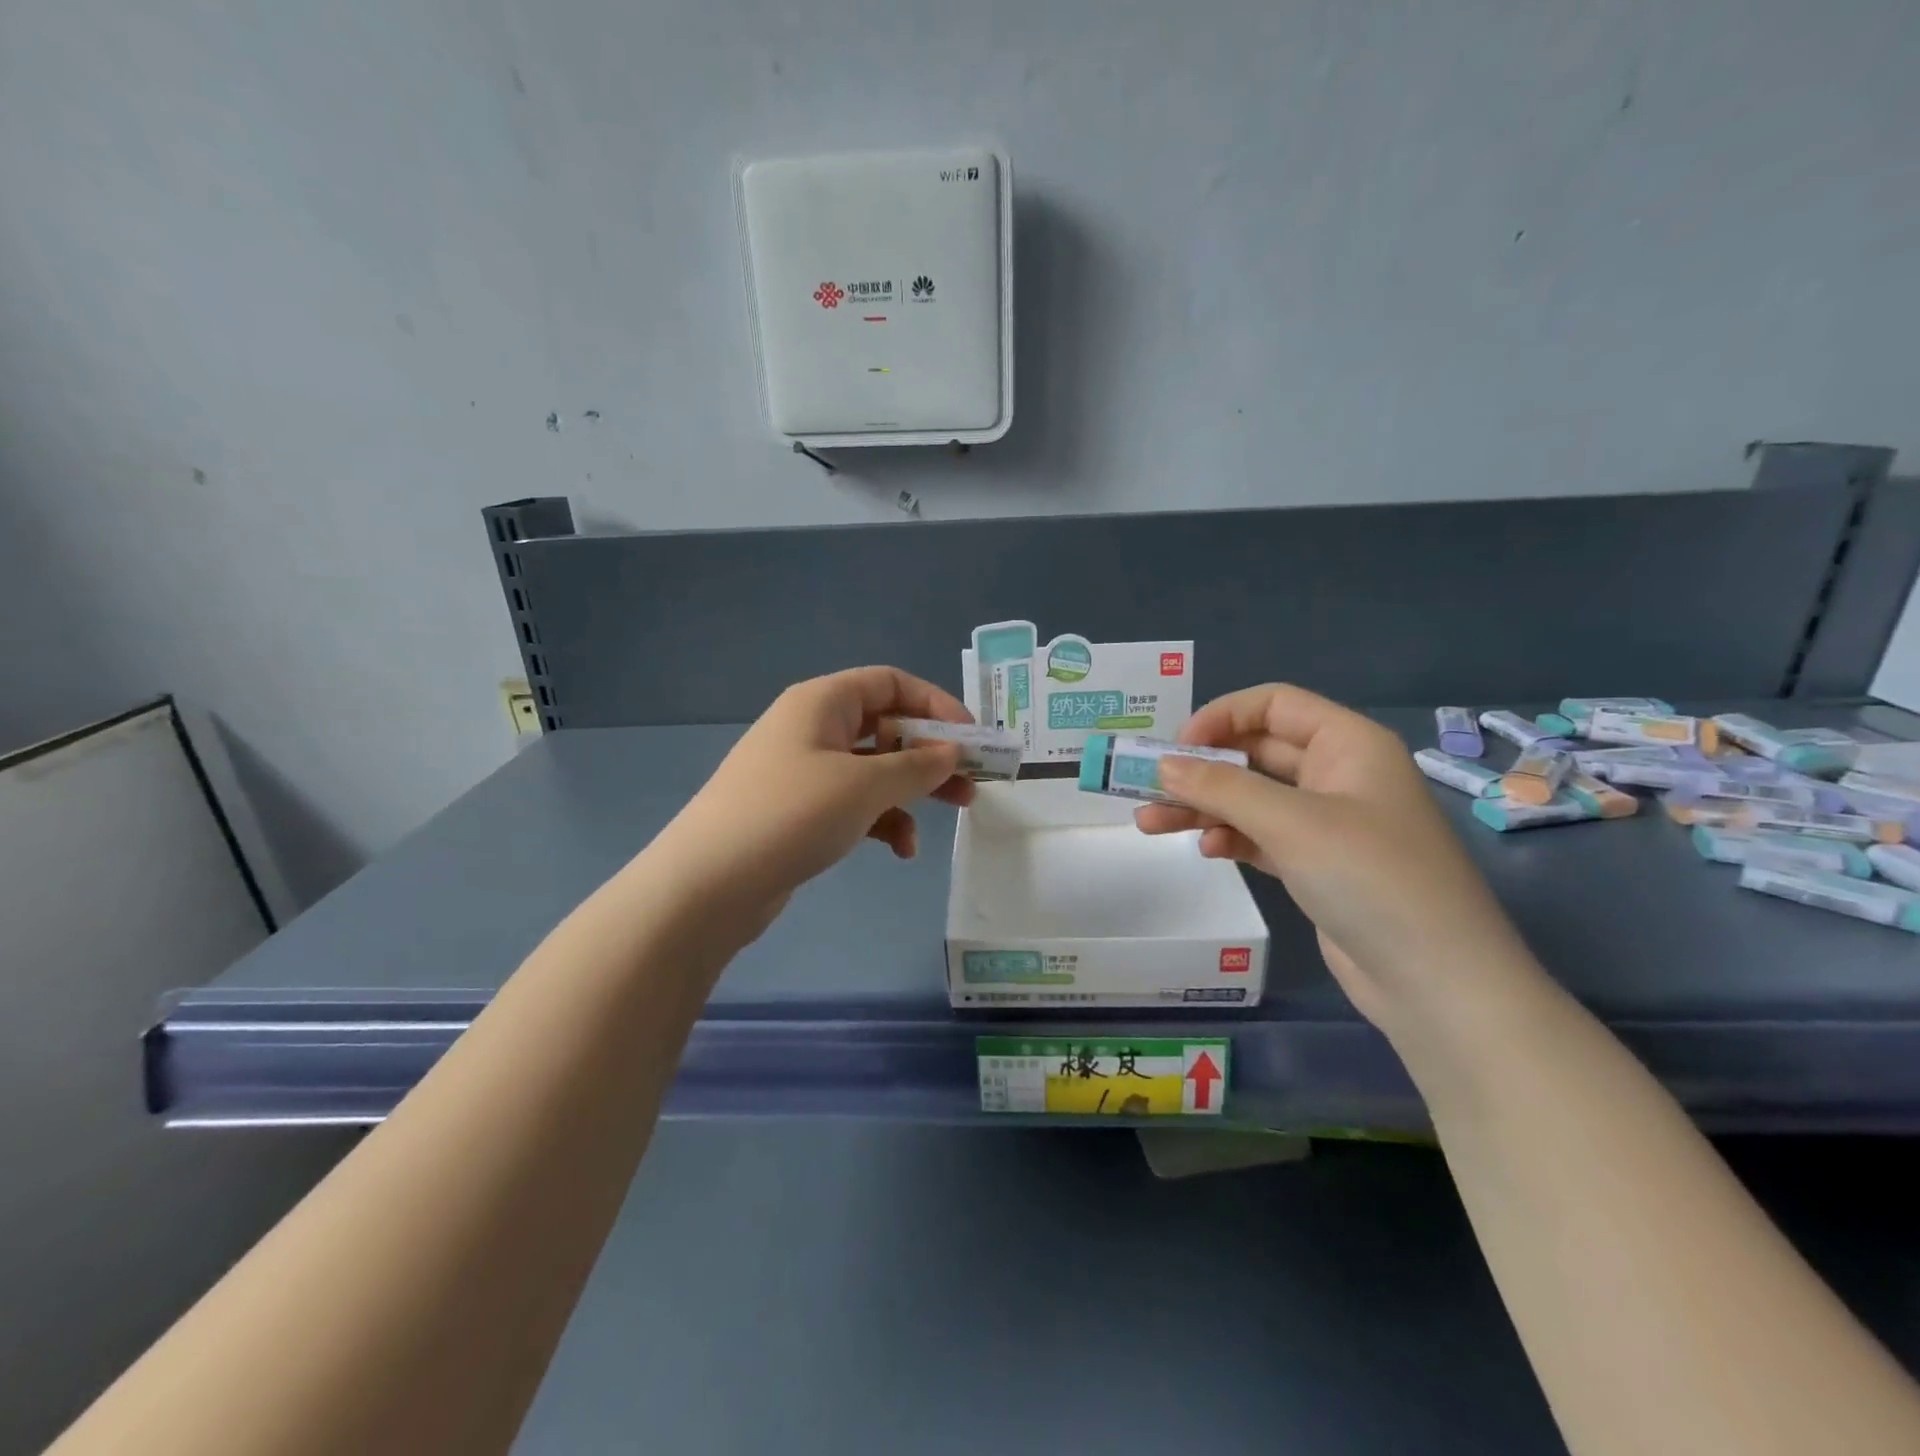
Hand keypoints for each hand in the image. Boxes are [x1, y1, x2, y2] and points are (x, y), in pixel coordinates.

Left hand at [655, 667, 974, 927]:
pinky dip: (883, 820)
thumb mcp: (863, 786)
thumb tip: (952, 752)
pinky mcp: (800, 811)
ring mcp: (804, 771)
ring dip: (913, 790)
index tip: (972, 737)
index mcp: (822, 702)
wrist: (707, 884)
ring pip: (875, 769)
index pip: (890, 682)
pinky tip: (901, 850)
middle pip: (887, 726)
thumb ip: (916, 766)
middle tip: (972, 780)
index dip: (935, 703)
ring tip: (951, 815)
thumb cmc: (790, 814)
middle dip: (932, 753)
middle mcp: (813, 728)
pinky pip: (855, 803)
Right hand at [1135, 685, 1534, 1030]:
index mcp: (1347, 744)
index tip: (1175, 748)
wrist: (1439, 983)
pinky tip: (1206, 851)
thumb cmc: (1371, 879)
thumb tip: (1163, 765)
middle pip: (1256, 753)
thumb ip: (1221, 788)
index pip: (1273, 705)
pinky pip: (1263, 836)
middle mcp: (1339, 774)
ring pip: (1253, 798)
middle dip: (1201, 769)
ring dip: (1203, 807)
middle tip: (1147, 787)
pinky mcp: (1319, 865)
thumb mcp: (1292, 823)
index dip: (1221, 717)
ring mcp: (1330, 823)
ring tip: (1149, 823)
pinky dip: (1231, 838)